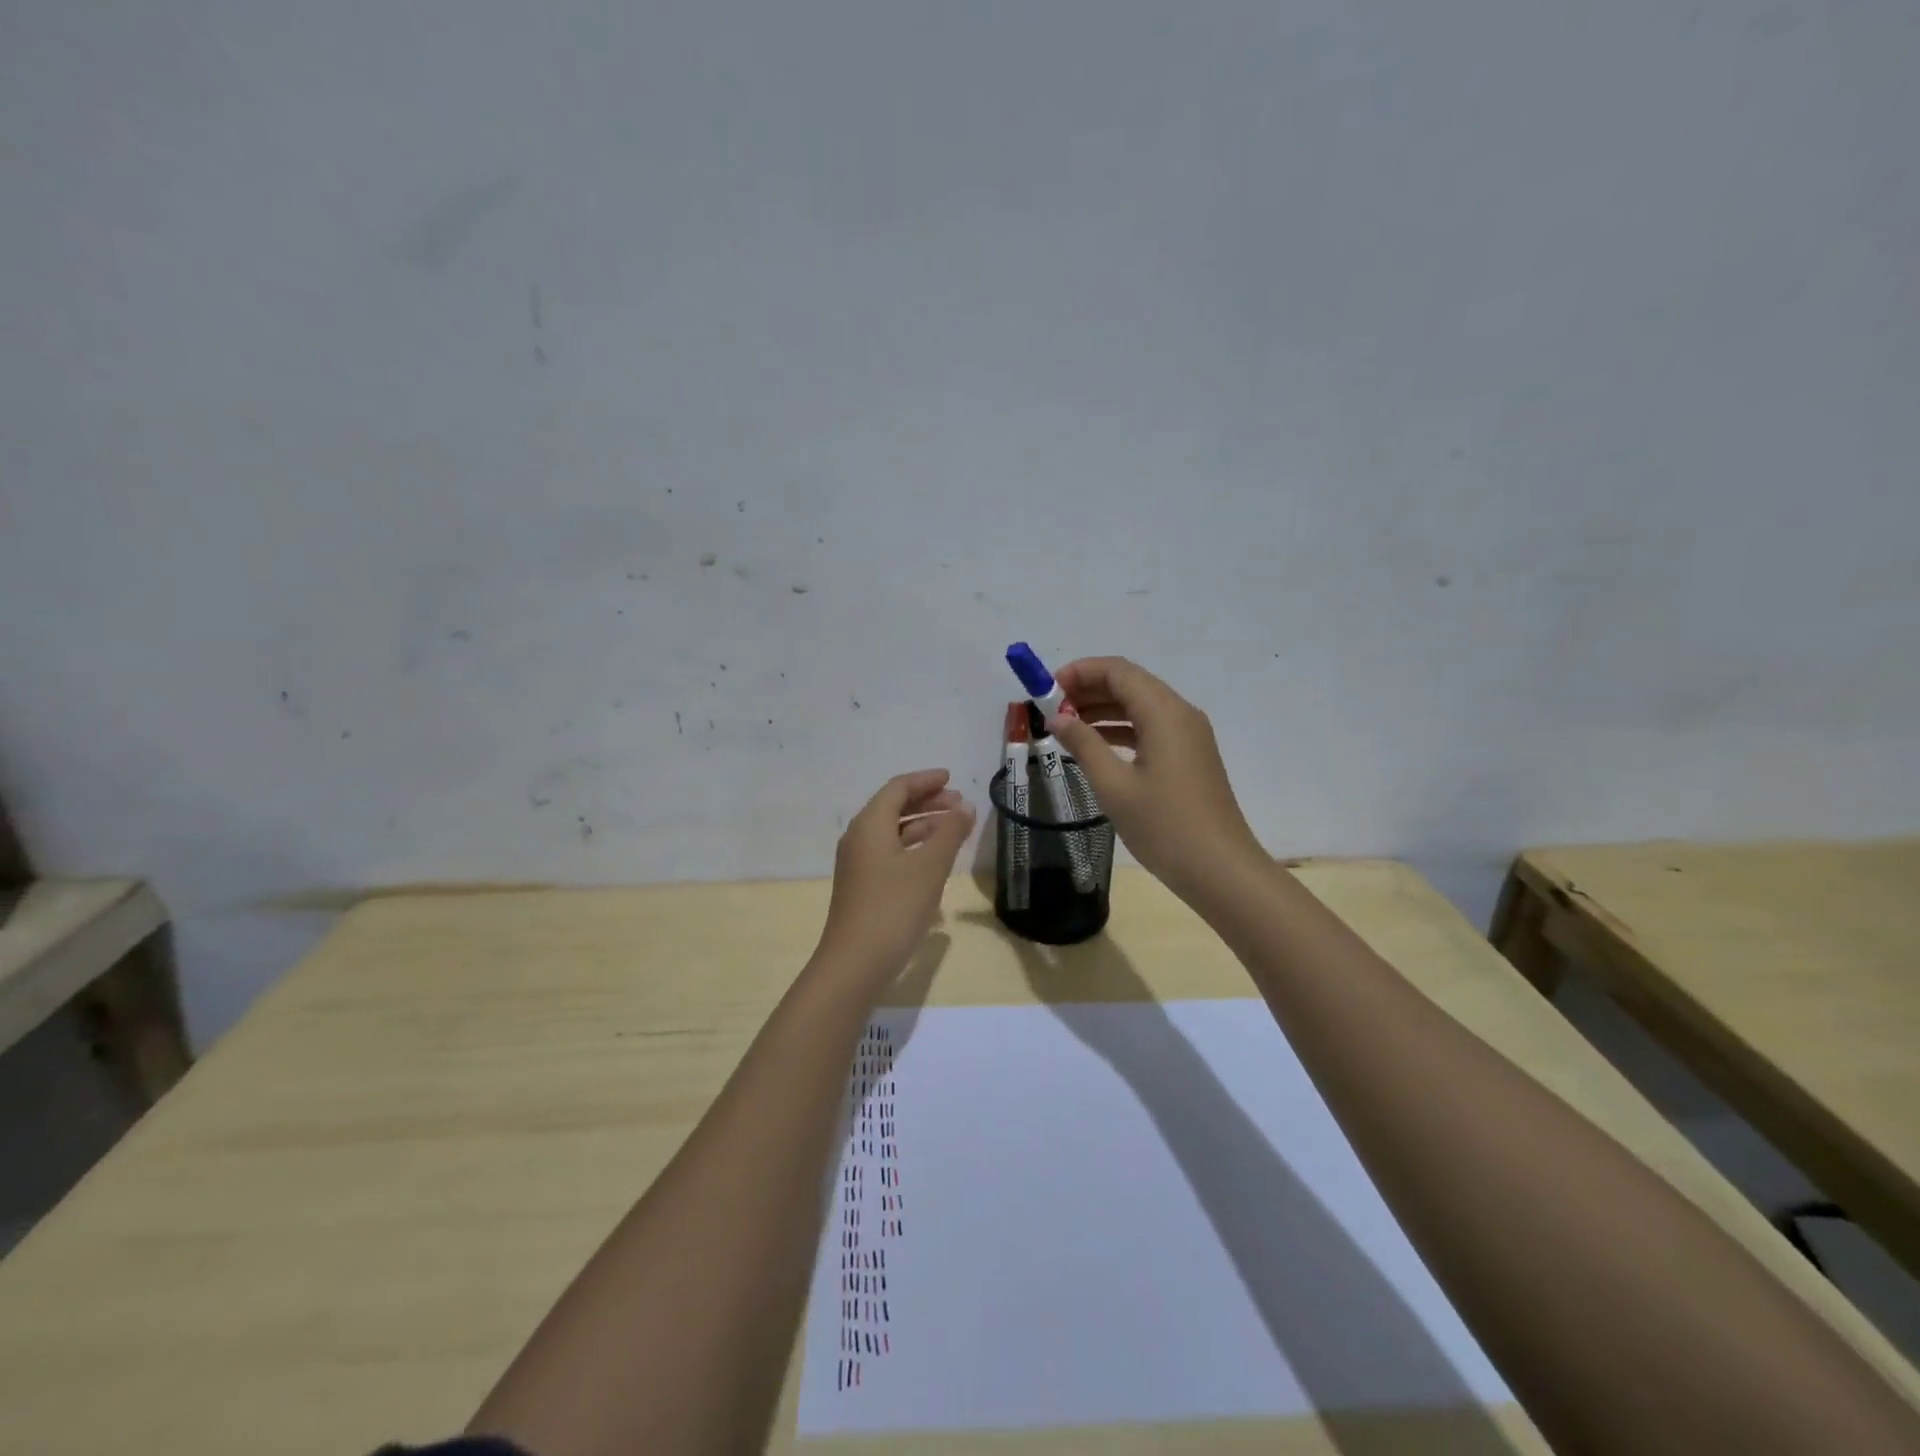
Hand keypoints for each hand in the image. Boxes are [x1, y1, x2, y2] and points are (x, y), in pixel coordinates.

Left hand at [814, 769, 974, 986]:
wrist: (855, 964)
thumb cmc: (894, 908)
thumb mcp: (930, 867)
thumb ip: (950, 832)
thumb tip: (965, 806)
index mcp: (870, 824)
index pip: (898, 788)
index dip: (926, 780)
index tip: (951, 778)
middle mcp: (859, 838)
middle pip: (893, 807)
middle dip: (927, 802)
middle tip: (959, 804)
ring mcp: (858, 864)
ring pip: (892, 832)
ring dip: (923, 825)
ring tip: (954, 830)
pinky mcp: (862, 886)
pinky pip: (890, 853)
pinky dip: (914, 847)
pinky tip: (935, 862)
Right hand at [1048, 658, 1265, 902]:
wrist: (1219, 869)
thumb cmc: (1164, 826)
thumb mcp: (1114, 785)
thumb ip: (1084, 745)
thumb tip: (1058, 718)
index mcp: (1164, 712)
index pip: (1118, 671)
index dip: (1080, 672)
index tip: (1047, 690)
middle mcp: (1180, 713)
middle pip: (1130, 683)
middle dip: (1089, 689)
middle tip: (1052, 709)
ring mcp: (1189, 735)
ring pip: (1140, 705)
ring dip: (1103, 709)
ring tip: (1066, 726)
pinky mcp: (1190, 756)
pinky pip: (1151, 727)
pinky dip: (1121, 728)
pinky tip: (1095, 745)